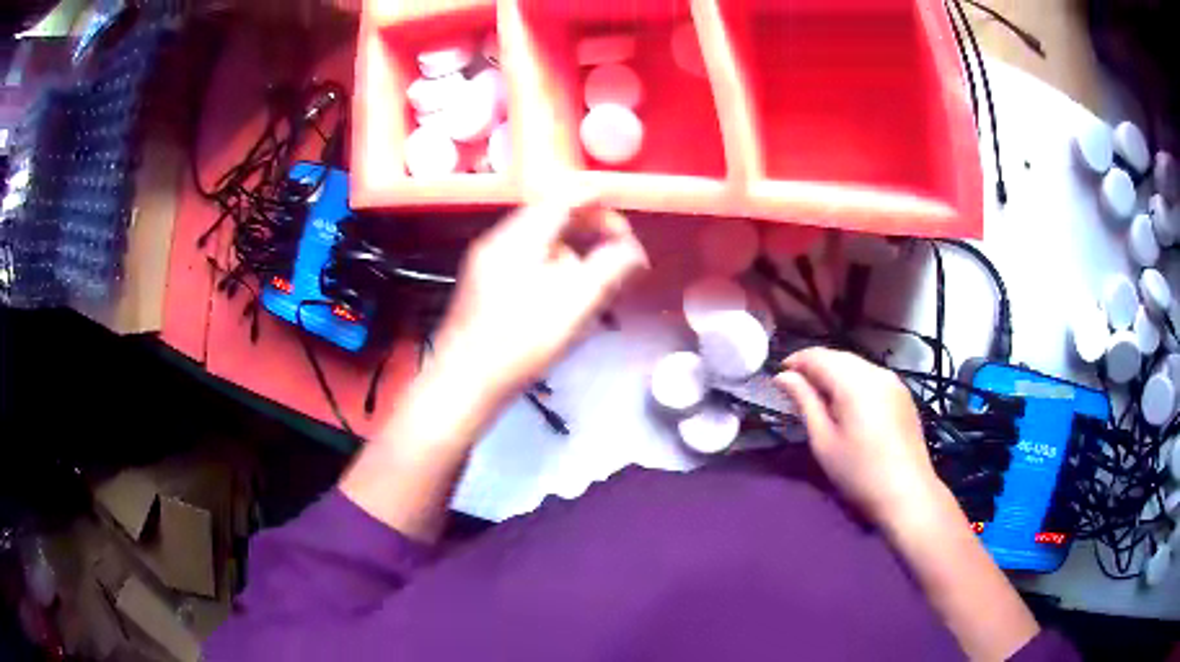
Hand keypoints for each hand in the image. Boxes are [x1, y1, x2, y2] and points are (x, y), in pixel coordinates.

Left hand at [431, 194, 648, 398]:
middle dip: (589, 237)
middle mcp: (498, 241)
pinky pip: (526, 265)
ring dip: (572, 258)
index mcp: (518, 236)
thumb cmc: (521, 341)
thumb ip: (610, 268)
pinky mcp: (484, 288)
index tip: (626, 230)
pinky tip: (564, 304)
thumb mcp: (575, 303)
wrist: (463, 383)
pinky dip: (552, 274)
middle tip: (617, 261)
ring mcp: (487, 264)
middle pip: (552, 221)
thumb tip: (634, 251)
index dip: (599, 207)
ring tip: (594, 288)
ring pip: (540, 246)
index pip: (564, 200)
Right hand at [775, 348, 945, 529]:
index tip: (779, 376)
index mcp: (854, 381)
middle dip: (815, 366)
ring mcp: (893, 381)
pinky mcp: (903, 394)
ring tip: (819, 396)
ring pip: (857, 365)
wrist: (907, 492)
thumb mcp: (824, 441)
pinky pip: (871, 376)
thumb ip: (804, 402)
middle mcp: (876, 372)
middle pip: (839, 357)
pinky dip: (854, 381)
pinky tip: (847, 402)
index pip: (819, 356)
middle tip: (795, 387)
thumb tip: (783, 377)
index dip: (796, 361)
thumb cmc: (858, 472)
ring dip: (835, 373)